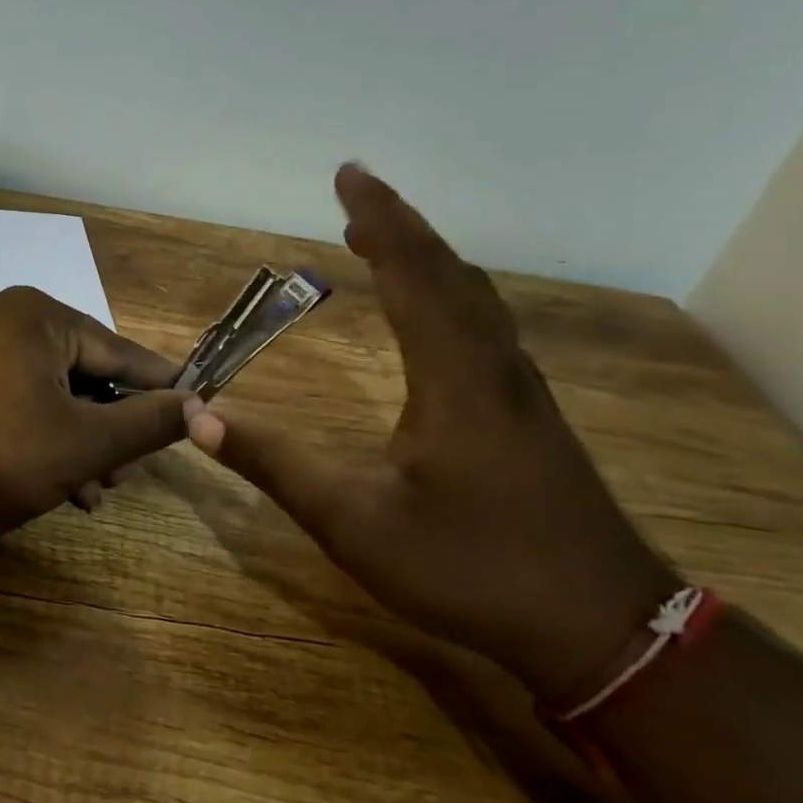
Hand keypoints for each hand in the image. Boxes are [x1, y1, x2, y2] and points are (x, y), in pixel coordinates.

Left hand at [0, 286, 190, 537]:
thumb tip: (198, 406)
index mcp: (39, 316)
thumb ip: (146, 423)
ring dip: (76, 441)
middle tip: (125, 474)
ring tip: (91, 492)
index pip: (121, 352)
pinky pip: (14, 401)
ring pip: (48, 393)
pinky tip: (52, 482)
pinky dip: (38, 436)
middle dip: (108, 427)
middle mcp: (4, 318)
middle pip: (83, 372)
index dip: (161, 387)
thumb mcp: (82, 444)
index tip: (196, 410)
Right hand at [184, 166, 681, 701]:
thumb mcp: (354, 522)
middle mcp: (494, 366)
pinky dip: (449, 295)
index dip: (379, 219)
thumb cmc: (471, 567)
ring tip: (385, 243)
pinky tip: (435, 315)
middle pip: (449, 273)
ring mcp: (520, 391)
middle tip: (357, 198)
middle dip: (401, 228)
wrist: (602, 627)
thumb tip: (200, 418)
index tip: (349, 175)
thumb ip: (275, 464)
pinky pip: (484, 327)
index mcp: (455, 376)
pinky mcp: (530, 416)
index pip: (413, 273)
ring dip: (428, 260)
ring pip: (474, 299)